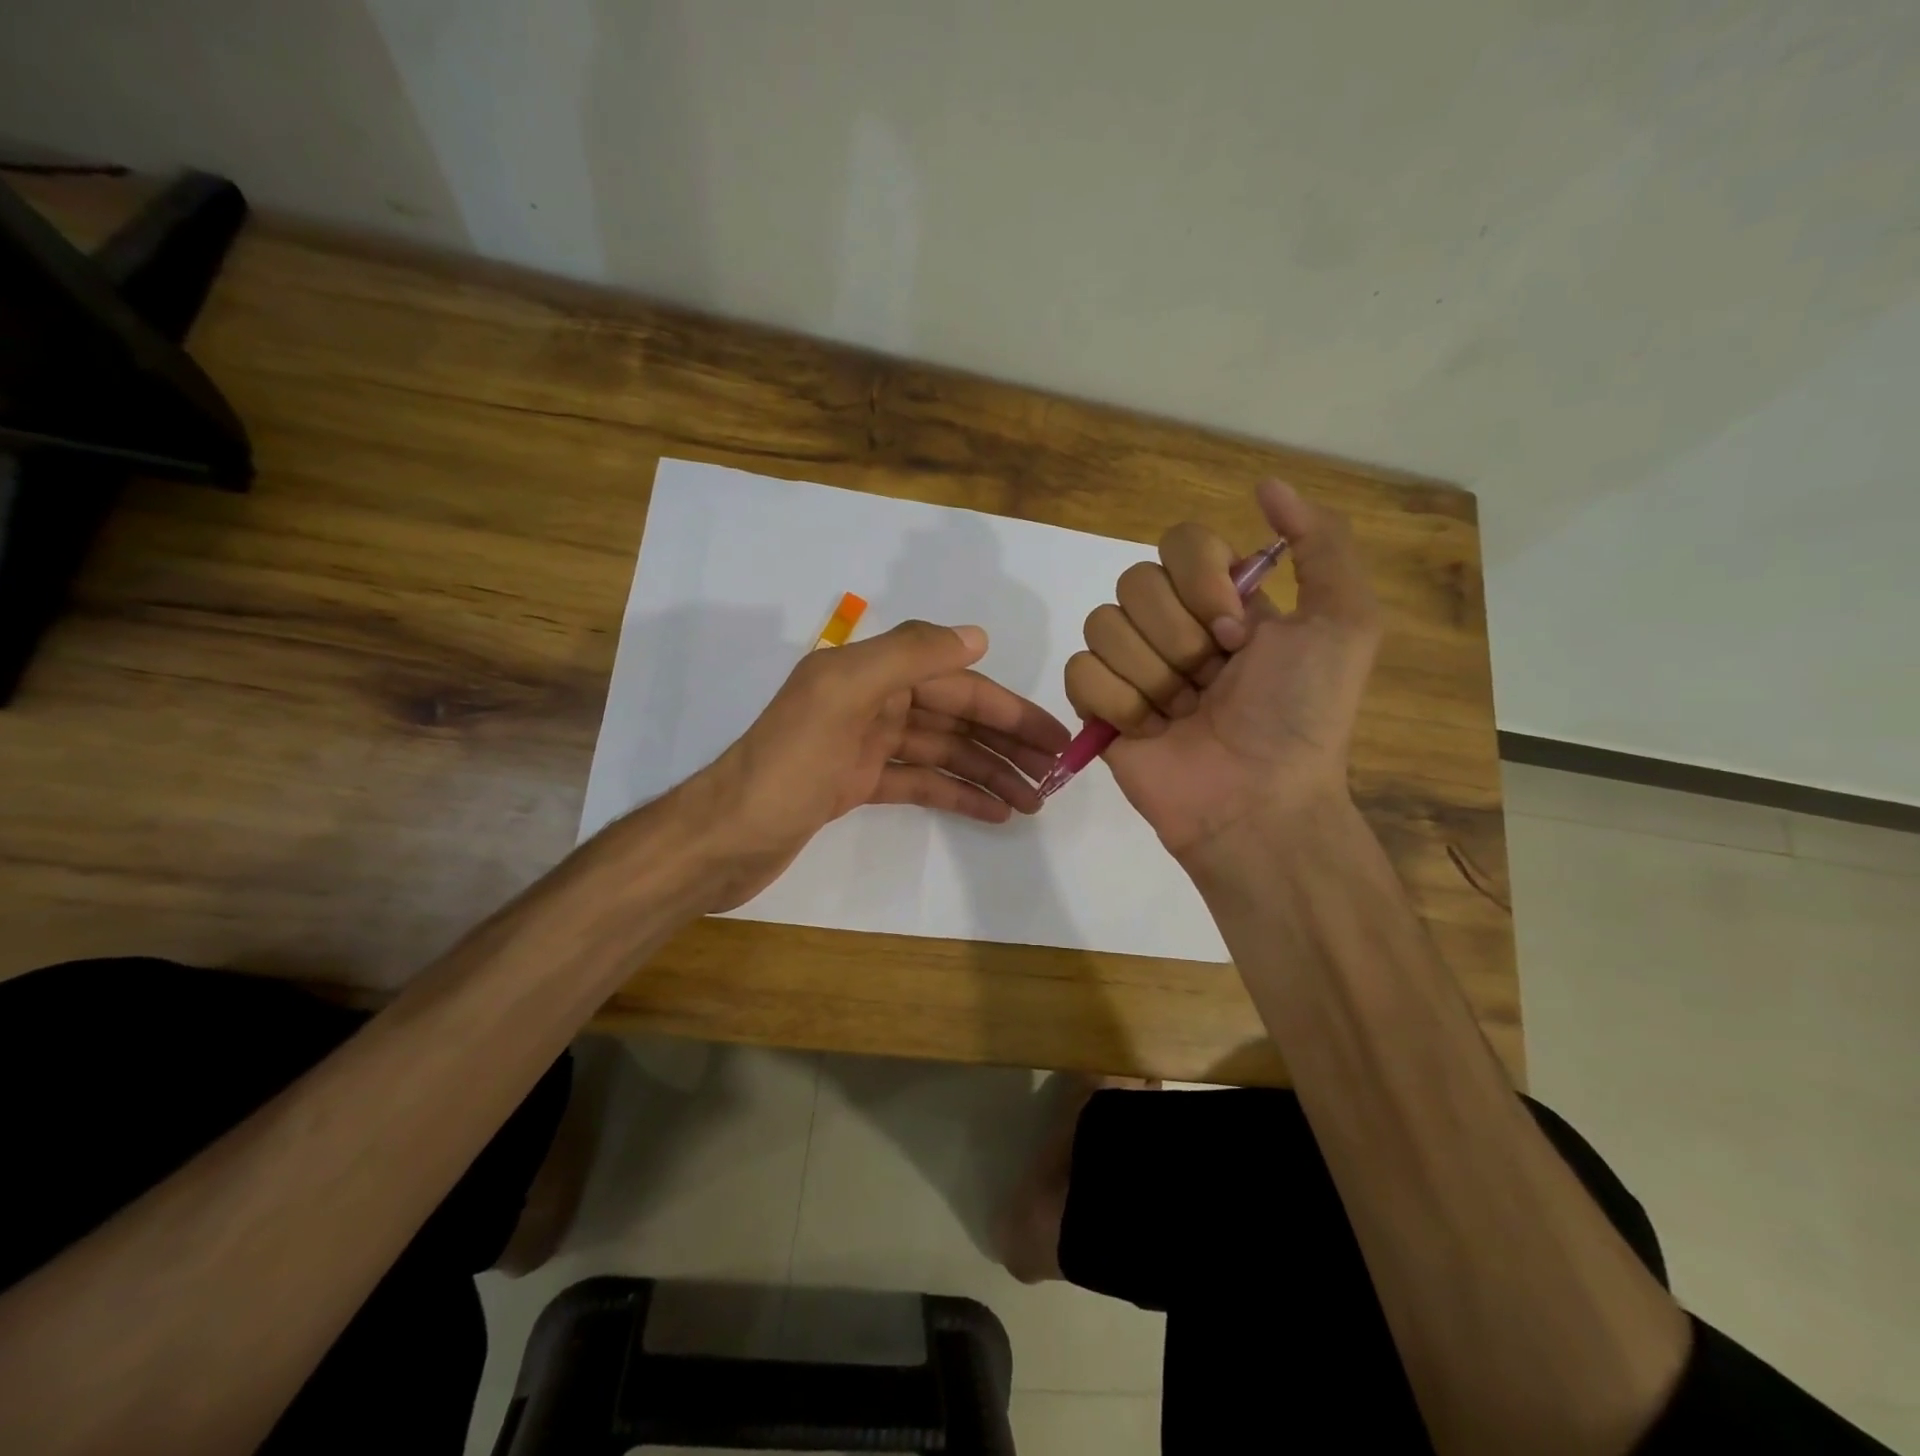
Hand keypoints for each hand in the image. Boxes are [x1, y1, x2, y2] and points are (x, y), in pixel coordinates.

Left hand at [691, 620, 1070, 909]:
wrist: (724, 840)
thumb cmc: (785, 767)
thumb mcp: (841, 696)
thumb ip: (907, 656)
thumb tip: (977, 636)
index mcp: (869, 674)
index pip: (956, 684)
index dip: (1008, 709)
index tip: (1056, 738)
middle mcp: (870, 702)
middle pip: (955, 716)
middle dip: (1007, 743)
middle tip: (1056, 775)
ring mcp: (864, 745)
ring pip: (943, 751)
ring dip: (989, 772)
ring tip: (1034, 802)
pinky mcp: (857, 785)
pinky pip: (920, 782)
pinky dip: (956, 793)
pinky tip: (993, 812)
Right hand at [1063, 480, 1381, 863]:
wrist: (1257, 800)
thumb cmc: (1302, 715)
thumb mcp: (1345, 622)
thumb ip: (1321, 542)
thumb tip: (1266, 485)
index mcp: (1222, 599)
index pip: (1180, 542)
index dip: (1202, 583)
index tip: (1236, 633)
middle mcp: (1172, 625)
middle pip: (1135, 583)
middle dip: (1179, 639)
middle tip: (1212, 682)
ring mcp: (1131, 666)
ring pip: (1103, 625)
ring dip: (1152, 676)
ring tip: (1182, 714)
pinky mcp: (1098, 706)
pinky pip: (1079, 671)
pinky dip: (1117, 702)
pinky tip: (1149, 731)